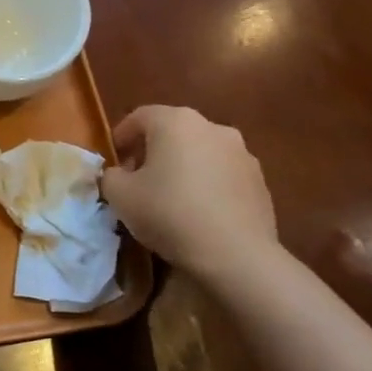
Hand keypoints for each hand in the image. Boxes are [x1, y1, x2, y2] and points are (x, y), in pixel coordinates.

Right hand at [100, 106, 277, 278]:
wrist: (234, 253)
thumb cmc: (168, 213)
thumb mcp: (119, 195)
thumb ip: (111, 176)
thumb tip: (120, 174)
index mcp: (176, 122)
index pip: (140, 116)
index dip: (121, 136)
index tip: (113, 160)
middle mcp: (212, 128)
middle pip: (173, 131)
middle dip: (152, 150)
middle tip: (137, 178)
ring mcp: (242, 153)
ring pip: (200, 151)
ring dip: (182, 166)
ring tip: (169, 196)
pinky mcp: (259, 181)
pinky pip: (222, 174)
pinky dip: (206, 183)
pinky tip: (197, 211)